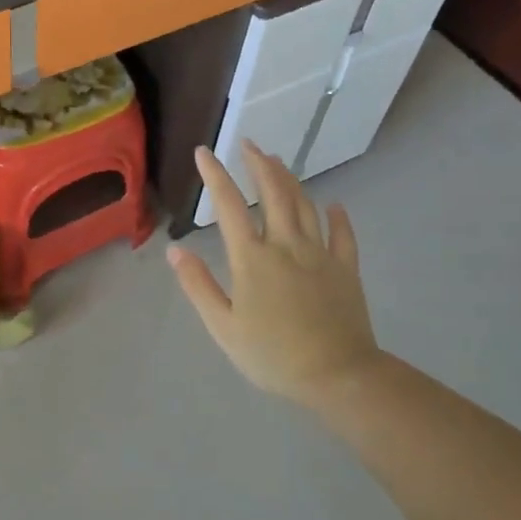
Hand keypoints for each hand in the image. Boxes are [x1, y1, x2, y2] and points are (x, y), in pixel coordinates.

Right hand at [167, 142, 378, 408]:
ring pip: (305, 205)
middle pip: (273, 192)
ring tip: (278, 162)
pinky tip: (333, 205)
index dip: (215, 175)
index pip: (228, 205)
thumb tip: (174, 250)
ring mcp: (319, 254)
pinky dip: (337, 217)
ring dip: (289, 179)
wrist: (337, 376)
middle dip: (258, 164)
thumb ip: (198, 285)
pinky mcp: (345, 268)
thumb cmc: (273, 355)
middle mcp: (286, 245)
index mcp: (252, 258)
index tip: (204, 152)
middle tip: (249, 144)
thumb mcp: (223, 327)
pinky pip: (343, 235)